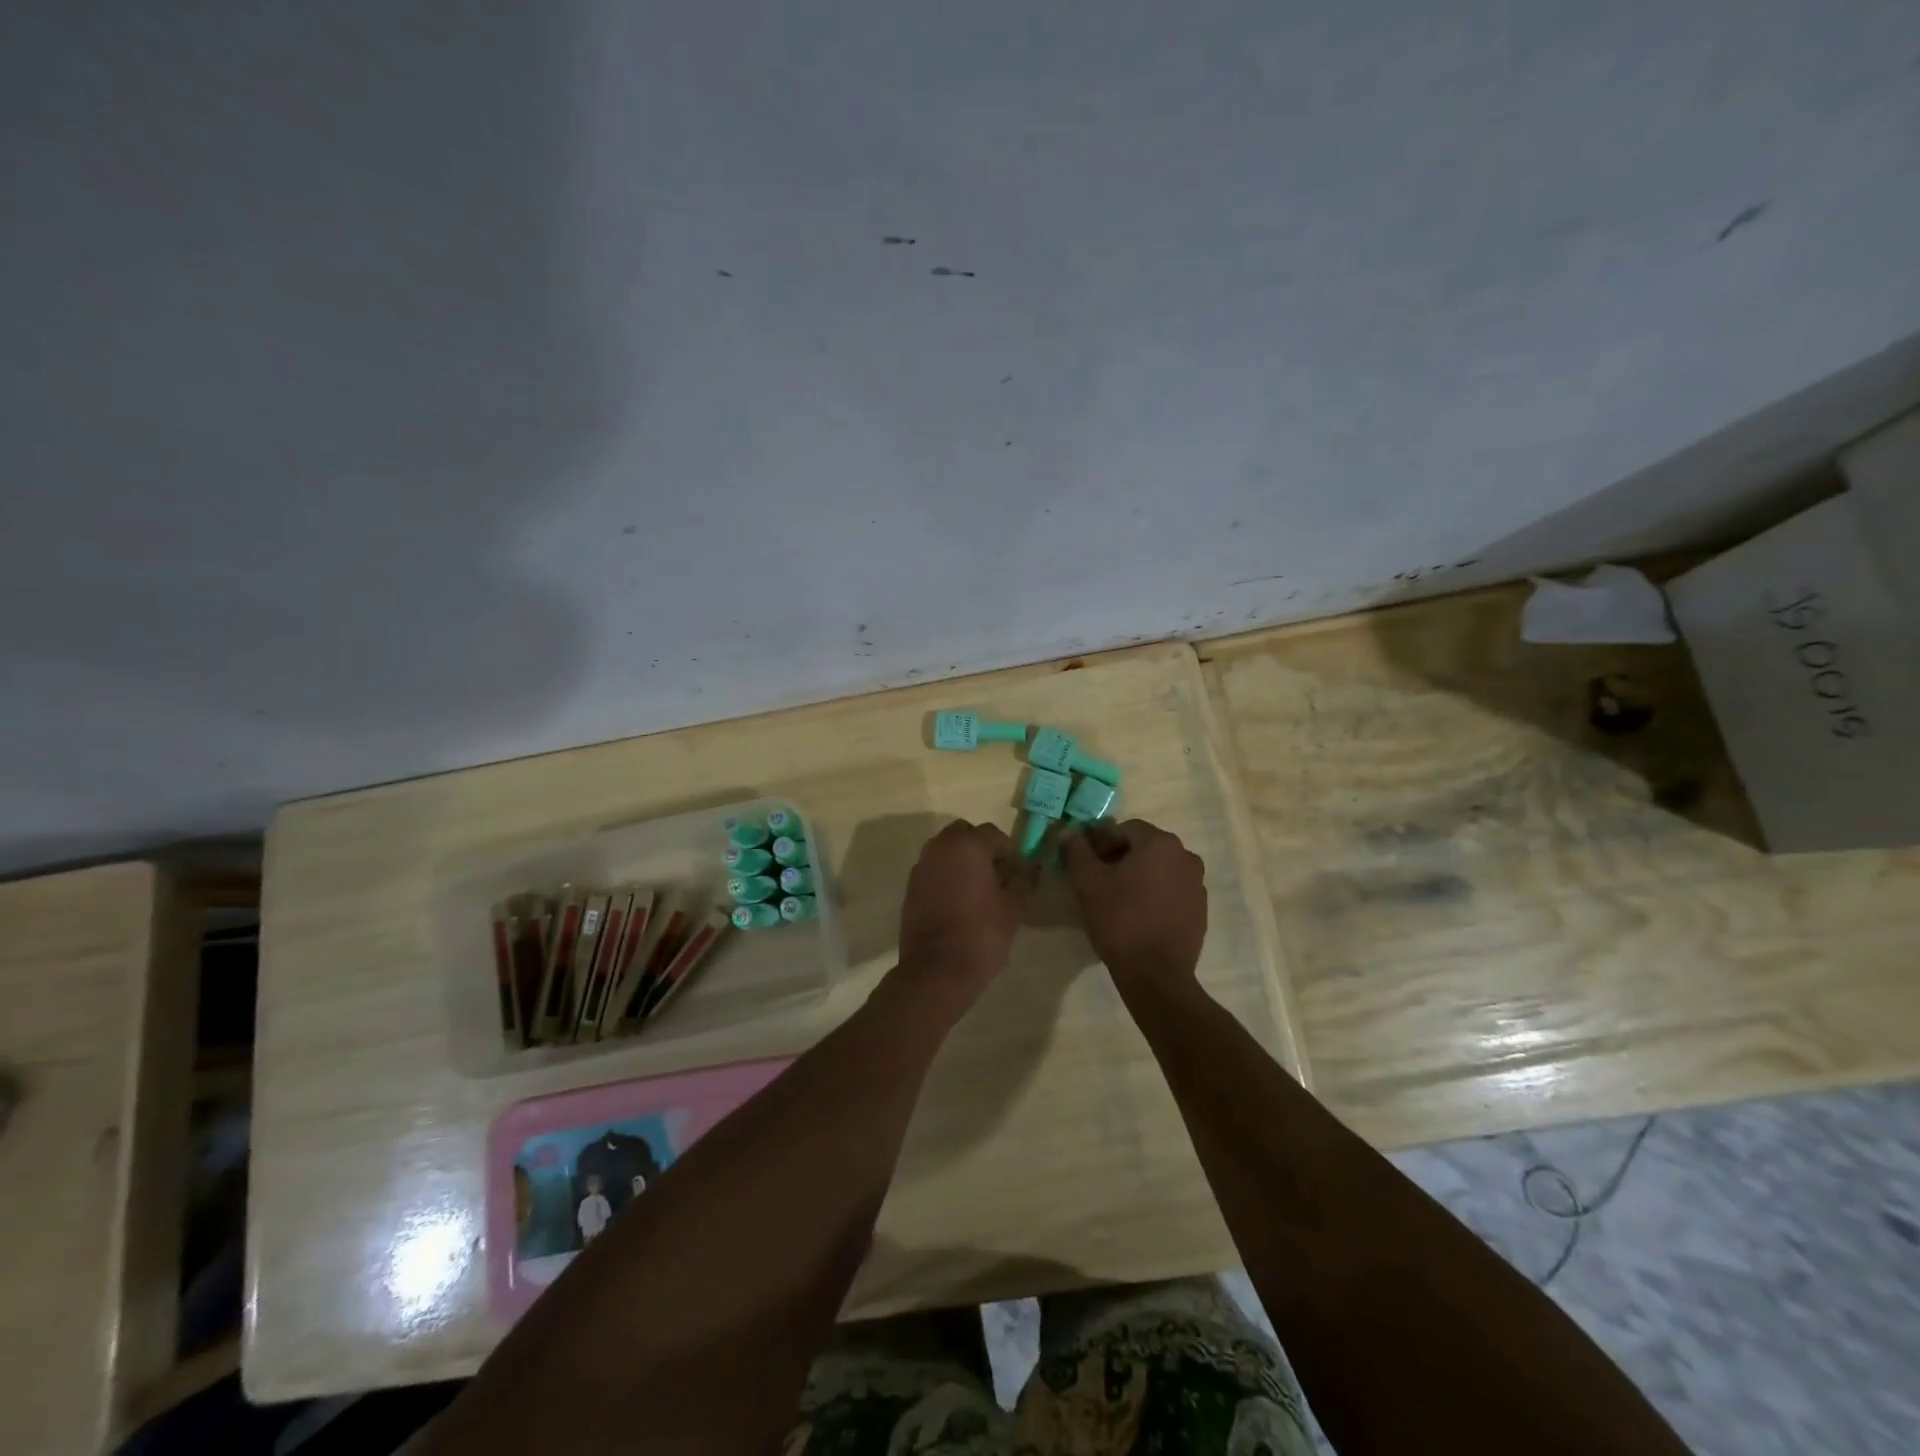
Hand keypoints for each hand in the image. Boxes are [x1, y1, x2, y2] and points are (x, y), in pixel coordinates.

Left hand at [896, 820, 1031, 1010]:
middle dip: (982, 849)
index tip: (1017, 874)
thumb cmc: (981, 934)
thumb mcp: (1014, 908)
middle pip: (965, 835)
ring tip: (978, 892)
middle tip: (997, 877)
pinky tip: (958, 903)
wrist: (937, 970)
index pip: (993, 834)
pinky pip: (934, 869)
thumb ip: (1025, 880)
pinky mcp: (911, 886)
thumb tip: (1032, 867)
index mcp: (967, 845)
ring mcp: (922, 866)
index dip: (1009, 852)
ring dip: (962, 861)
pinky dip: (946, 876)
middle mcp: (940, 847)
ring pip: (946, 851)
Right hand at [1061, 819, 1206, 990]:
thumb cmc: (1120, 920)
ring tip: (1116, 898)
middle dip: (1119, 857)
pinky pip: (1172, 890)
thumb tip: (1068, 832)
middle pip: (1144, 847)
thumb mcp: (1087, 882)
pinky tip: (1137, 914)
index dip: (1100, 841)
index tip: (1083, 861)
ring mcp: (1197, 884)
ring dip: (1137, 875)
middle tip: (1096, 878)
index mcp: (1160, 843)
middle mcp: (1185, 856)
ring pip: (1159, 869)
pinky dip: (1154, 894)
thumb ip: (1077, 850)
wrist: (1156, 975)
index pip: (1124, 829)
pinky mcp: (1200, 910)